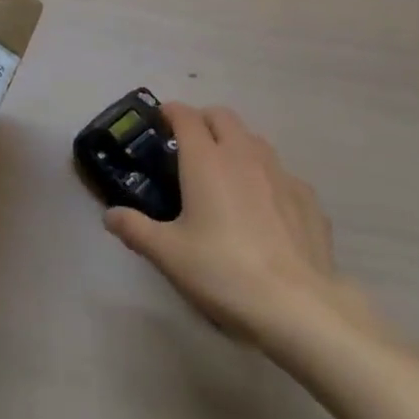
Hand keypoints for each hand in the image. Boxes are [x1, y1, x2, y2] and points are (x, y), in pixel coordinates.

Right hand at [103, 102, 381, 344]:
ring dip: (236, 143)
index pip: (186, 116)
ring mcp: (281, 174)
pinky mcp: (308, 199)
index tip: (160, 120)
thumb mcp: (168, 254)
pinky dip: (266, 177)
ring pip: (254, 140)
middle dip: (203, 120)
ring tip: (226, 172)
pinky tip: (265, 206)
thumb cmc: (223, 271)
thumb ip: (135, 229)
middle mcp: (243, 155)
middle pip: (222, 117)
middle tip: (189, 144)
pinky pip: (282, 173)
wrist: (298, 306)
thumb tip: (110, 215)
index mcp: (206, 160)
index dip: (170, 112)